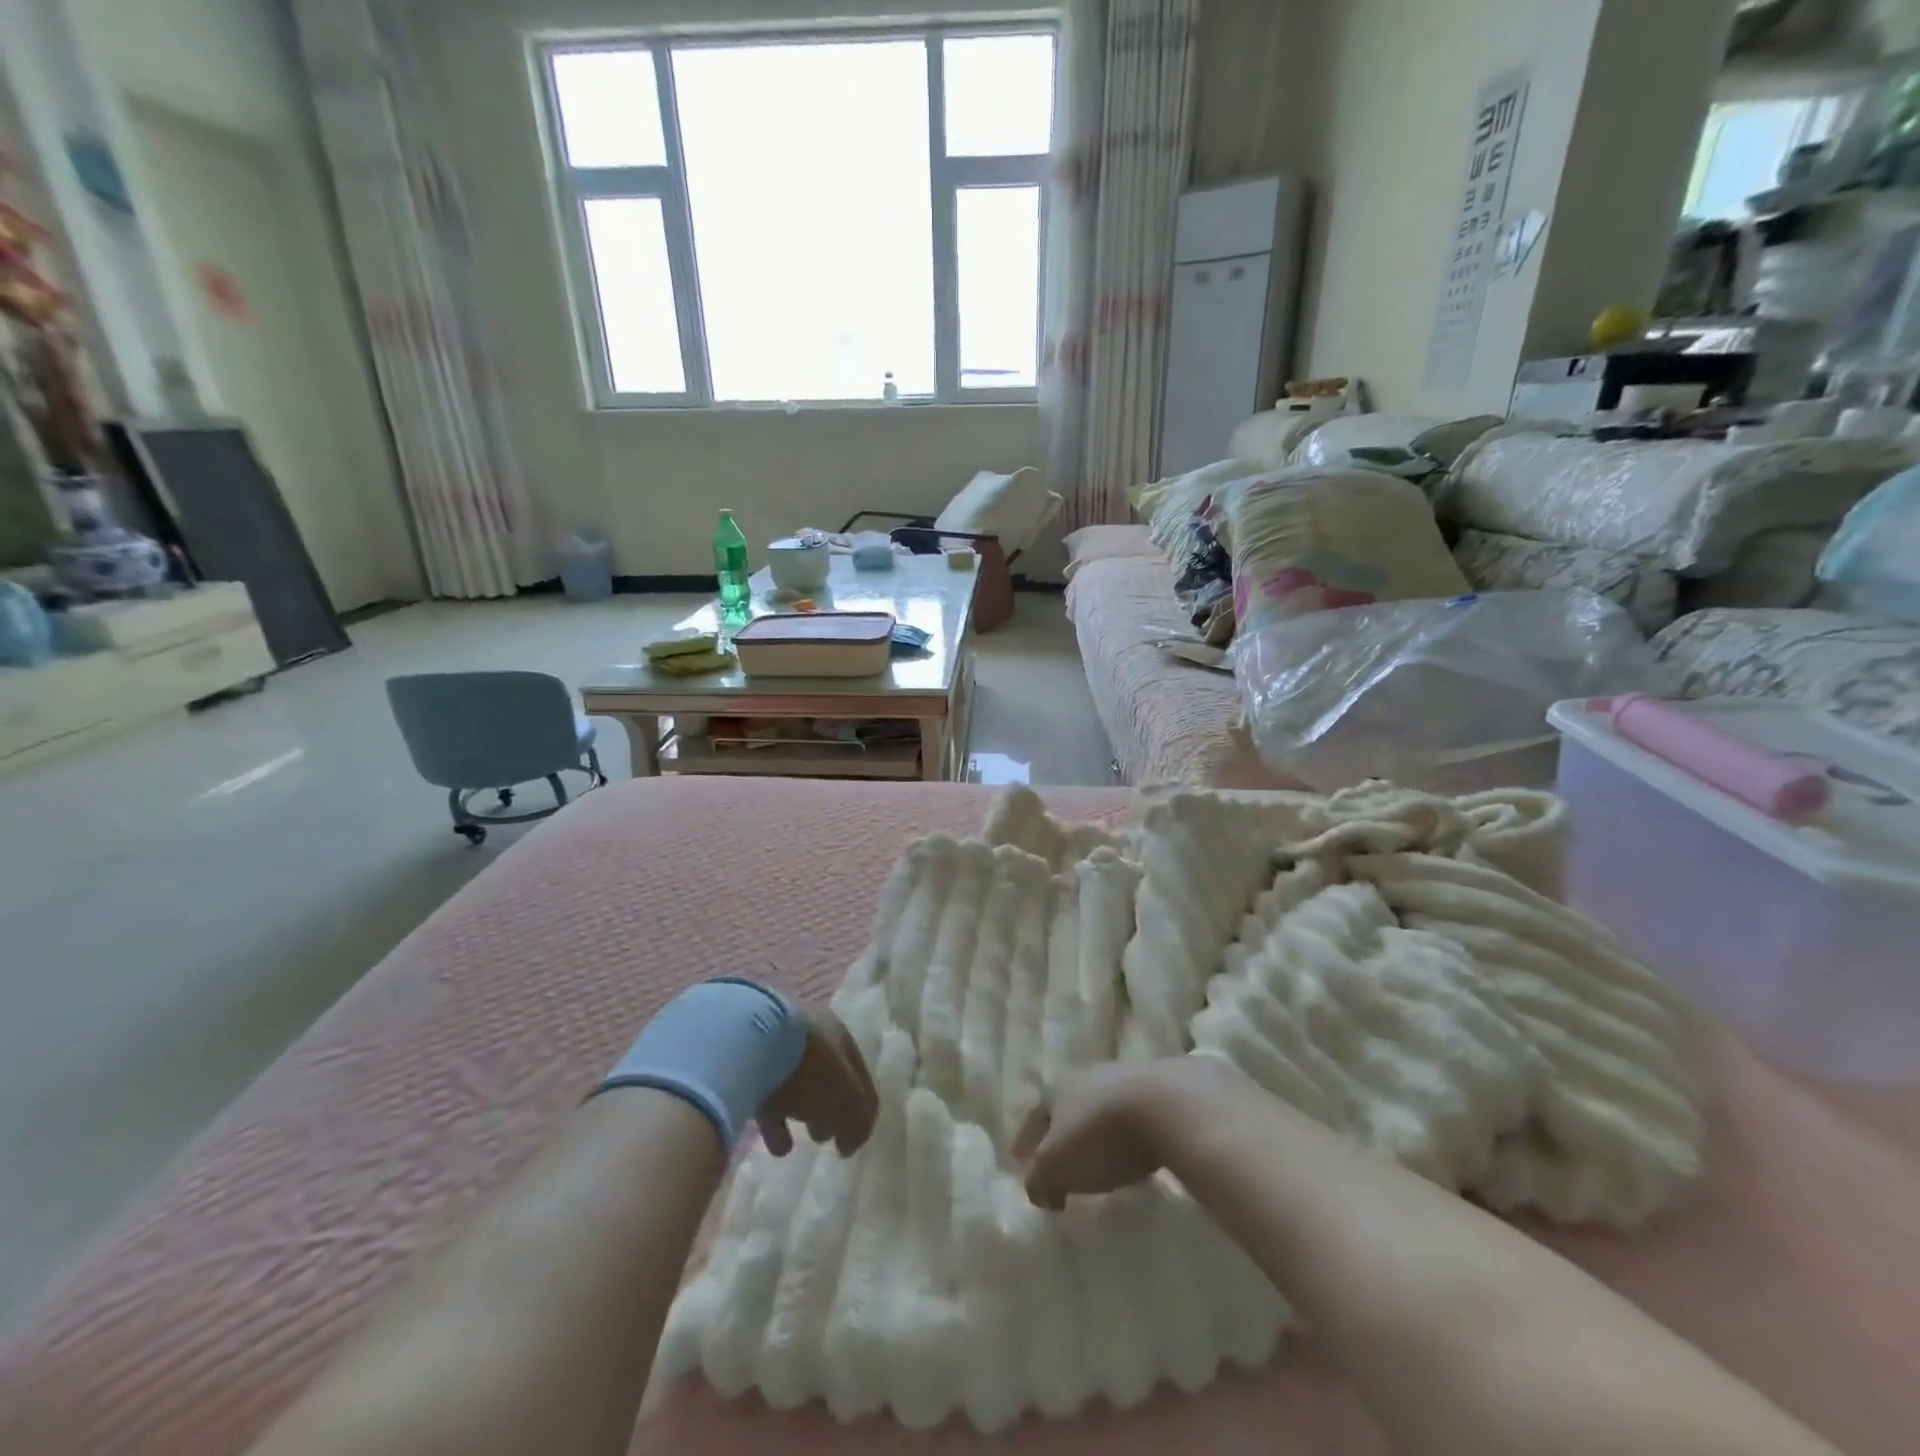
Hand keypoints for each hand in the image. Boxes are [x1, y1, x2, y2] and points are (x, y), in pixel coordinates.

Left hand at [757, 1010, 878, 1157]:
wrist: (749, 1045)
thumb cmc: (812, 1066)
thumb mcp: (847, 1098)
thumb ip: (858, 1120)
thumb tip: (851, 1143)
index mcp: (837, 1034)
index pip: (856, 1071)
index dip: (861, 1103)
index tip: (856, 1134)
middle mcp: (810, 1036)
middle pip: (826, 1075)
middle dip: (830, 1104)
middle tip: (829, 1135)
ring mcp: (775, 1049)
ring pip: (797, 1084)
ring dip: (804, 1111)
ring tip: (807, 1140)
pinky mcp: (747, 1068)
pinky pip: (767, 1098)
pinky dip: (776, 1123)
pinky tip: (779, 1147)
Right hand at [1013, 1057, 1243, 1209]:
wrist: (1168, 1104)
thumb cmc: (1100, 1135)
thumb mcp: (1057, 1165)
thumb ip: (1039, 1178)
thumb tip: (1037, 1189)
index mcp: (1056, 1089)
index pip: (1034, 1118)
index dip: (1026, 1142)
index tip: (1020, 1161)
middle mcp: (1086, 1076)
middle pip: (1067, 1108)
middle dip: (1062, 1133)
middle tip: (1061, 1161)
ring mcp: (1126, 1078)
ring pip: (1101, 1109)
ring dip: (1097, 1133)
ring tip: (1101, 1160)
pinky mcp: (1162, 1090)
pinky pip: (1135, 1117)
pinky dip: (1129, 1135)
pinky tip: (1136, 1153)